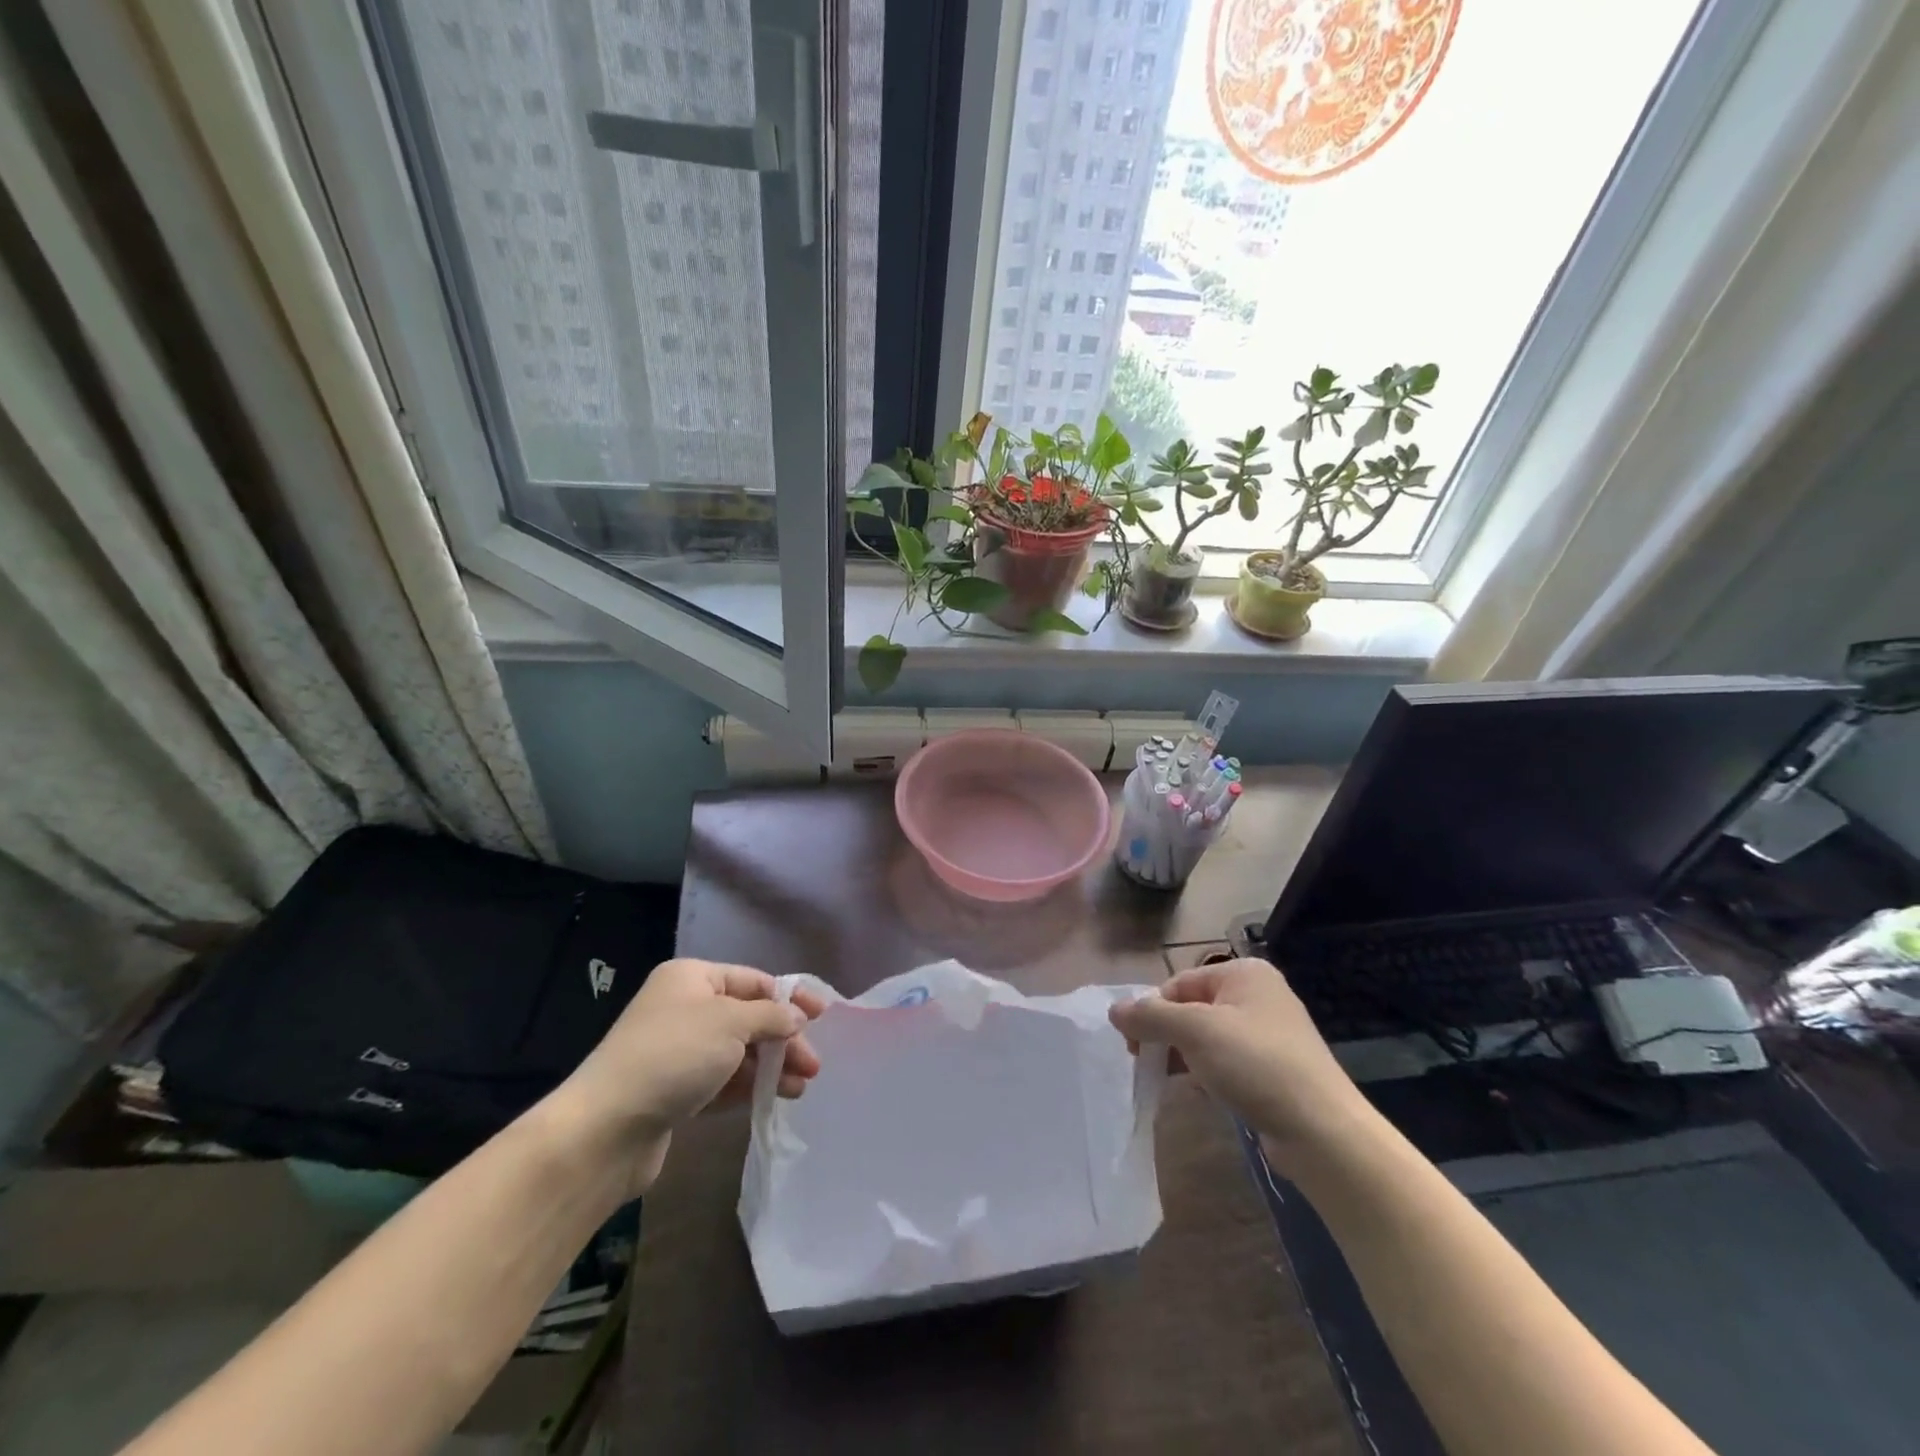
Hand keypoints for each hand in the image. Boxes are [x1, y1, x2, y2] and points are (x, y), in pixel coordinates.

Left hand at [555, 959, 826, 1194]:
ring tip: (800, 1087)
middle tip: (813, 1064)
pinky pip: (721, 1081)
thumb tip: (796, 1017)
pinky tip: (774, 1098)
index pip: (752, 980)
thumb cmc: (674, 1056)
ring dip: (771, 1066)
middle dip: (782, 1039)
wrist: (606, 1129)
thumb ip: (771, 1016)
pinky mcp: (673, 1091)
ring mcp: (677, 1051)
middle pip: (747, 1017)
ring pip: (737, 1052)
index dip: (789, 997)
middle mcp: (683, 1008)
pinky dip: (748, 1086)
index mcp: (691, 977)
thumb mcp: (731, 1023)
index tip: (822, 1017)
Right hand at [1109, 959, 1374, 1172]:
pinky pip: (1227, 1062)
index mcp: (1244, 973)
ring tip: (1172, 1081)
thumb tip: (1114, 1010)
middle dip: (1167, 1034)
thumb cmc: (1256, 1065)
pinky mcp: (1275, 1069)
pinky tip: (1201, 1093)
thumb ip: (1150, 1016)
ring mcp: (1270, 1033)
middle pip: (1192, 1008)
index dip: (1153, 1011)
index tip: (1135, 1045)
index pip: (1179, 983)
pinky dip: (1208, 1073)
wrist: (1323, 1132)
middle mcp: (1259, 995)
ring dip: (1185, 1056)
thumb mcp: (1195, 1032)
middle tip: (1146, 1062)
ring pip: (1208, 1037)